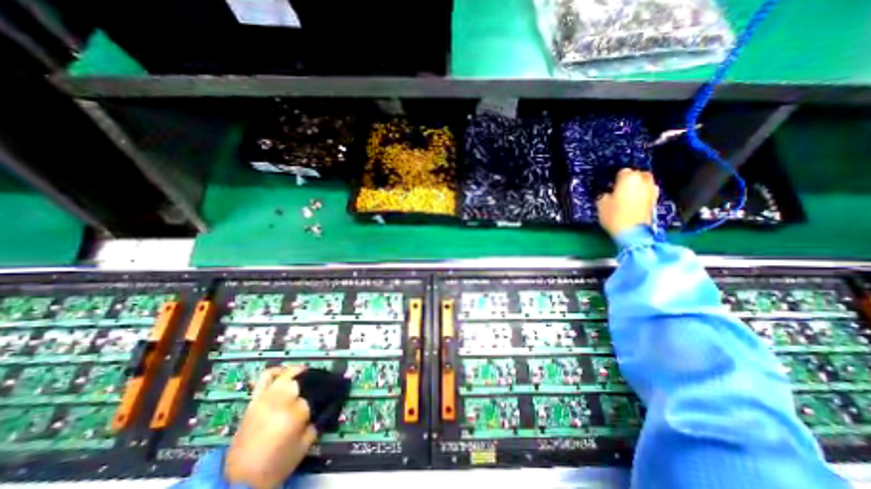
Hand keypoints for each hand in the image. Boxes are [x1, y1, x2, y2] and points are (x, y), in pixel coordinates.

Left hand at [225, 366, 317, 488]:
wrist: (241, 481)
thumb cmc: (278, 463)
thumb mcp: (306, 445)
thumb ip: (318, 422)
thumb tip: (328, 406)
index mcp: (297, 412)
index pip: (318, 393)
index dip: (326, 394)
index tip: (334, 392)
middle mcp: (282, 400)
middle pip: (302, 380)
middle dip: (311, 382)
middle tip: (318, 386)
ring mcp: (266, 398)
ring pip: (286, 373)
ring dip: (298, 371)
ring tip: (305, 373)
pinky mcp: (254, 401)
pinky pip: (265, 377)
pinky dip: (276, 371)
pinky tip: (284, 372)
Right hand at [599, 169, 660, 237]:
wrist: (632, 232)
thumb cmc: (614, 216)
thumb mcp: (601, 204)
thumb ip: (604, 195)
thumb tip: (607, 193)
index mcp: (629, 178)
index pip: (622, 171)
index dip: (615, 178)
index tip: (610, 185)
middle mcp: (643, 181)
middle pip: (638, 174)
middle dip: (630, 179)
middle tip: (620, 188)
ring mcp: (652, 191)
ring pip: (645, 183)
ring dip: (638, 186)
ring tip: (627, 195)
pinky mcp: (655, 201)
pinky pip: (648, 193)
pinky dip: (642, 195)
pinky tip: (634, 202)